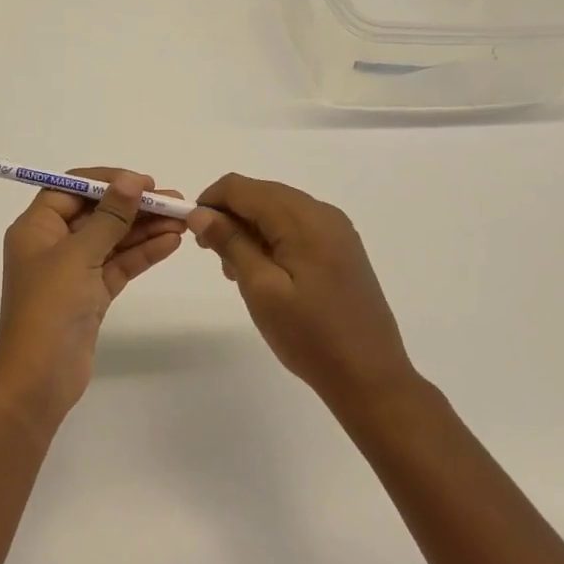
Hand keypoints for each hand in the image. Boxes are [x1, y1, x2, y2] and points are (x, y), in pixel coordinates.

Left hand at [0, 169, 186, 435]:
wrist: (38, 378)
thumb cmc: (49, 307)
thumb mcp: (78, 255)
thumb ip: (109, 217)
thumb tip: (132, 181)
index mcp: (36, 228)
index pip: (70, 189)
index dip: (106, 182)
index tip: (142, 182)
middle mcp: (52, 244)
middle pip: (96, 214)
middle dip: (133, 206)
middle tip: (174, 202)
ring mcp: (72, 271)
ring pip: (111, 240)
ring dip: (144, 229)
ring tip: (182, 221)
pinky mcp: (90, 296)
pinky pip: (118, 266)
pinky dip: (142, 254)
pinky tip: (171, 243)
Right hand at [188, 174, 416, 406]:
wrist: (370, 377)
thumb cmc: (310, 335)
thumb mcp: (260, 289)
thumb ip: (230, 243)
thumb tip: (200, 212)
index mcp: (303, 219)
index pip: (241, 187)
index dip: (209, 201)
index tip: (193, 232)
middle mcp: (323, 213)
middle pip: (261, 193)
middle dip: (229, 215)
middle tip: (212, 255)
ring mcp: (336, 231)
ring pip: (277, 209)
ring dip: (248, 228)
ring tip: (234, 269)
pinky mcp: (341, 248)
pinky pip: (296, 227)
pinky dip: (271, 238)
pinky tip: (262, 271)